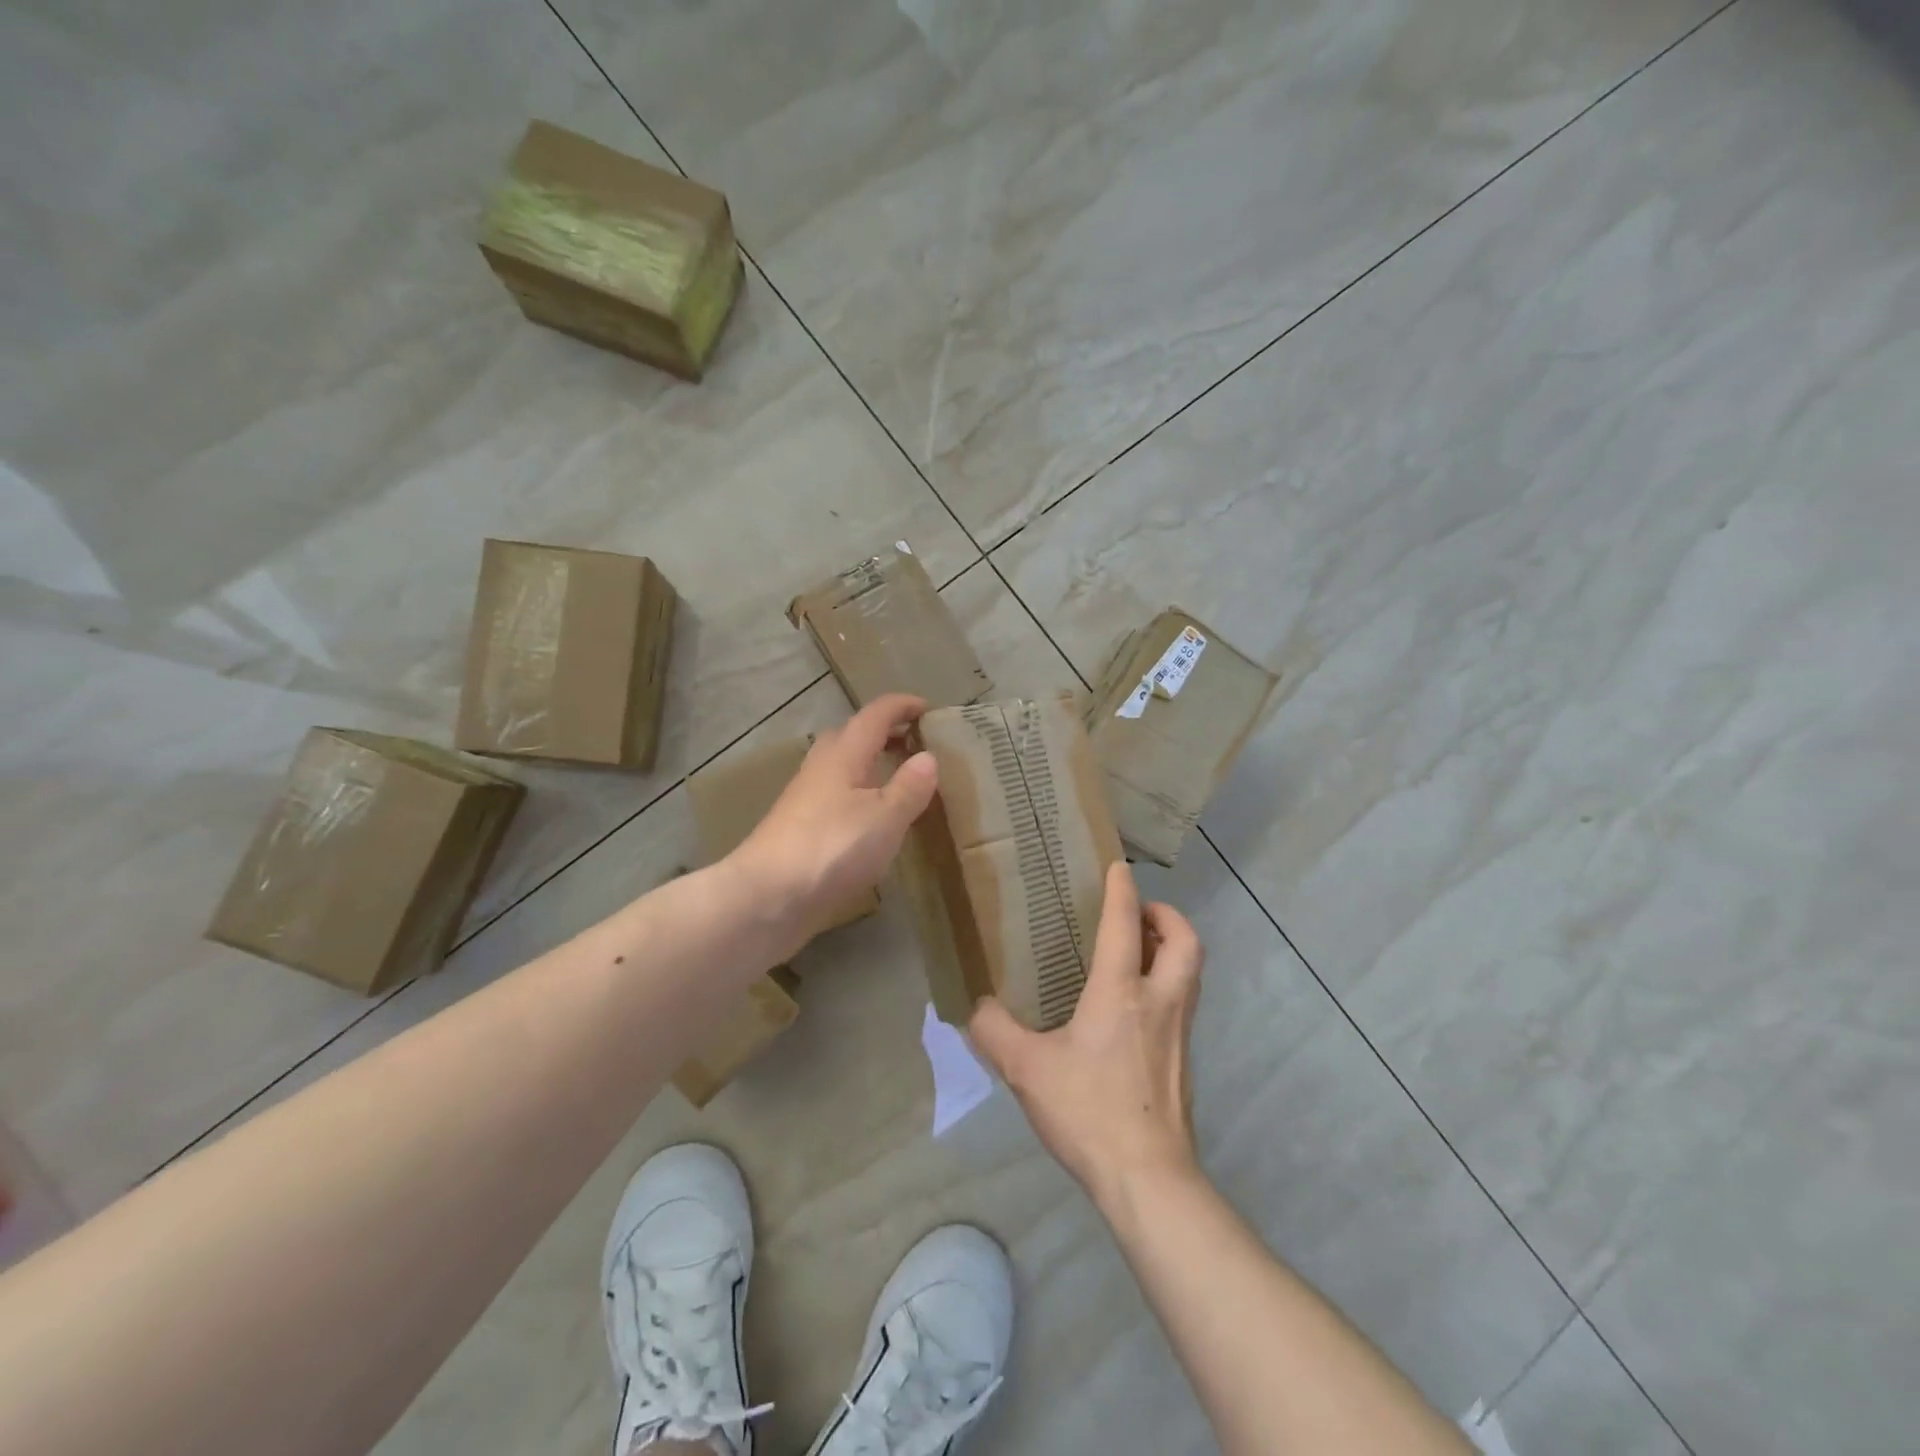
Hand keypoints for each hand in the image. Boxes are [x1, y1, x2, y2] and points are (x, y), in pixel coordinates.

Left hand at [729, 693, 937, 952]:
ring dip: (871, 764)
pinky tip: (872, 819)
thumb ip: (909, 787)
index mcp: (844, 754)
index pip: (875, 715)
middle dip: (885, 733)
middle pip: (853, 735)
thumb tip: (928, 756)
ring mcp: (806, 798)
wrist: (766, 897)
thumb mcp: (885, 817)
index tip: (928, 708)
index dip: (902, 706)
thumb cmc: (831, 848)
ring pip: (843, 766)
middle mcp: (822, 768)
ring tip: (900, 779)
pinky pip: (837, 795)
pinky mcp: (800, 828)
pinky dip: (860, 793)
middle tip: (916, 743)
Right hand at [970, 862, 1203, 1208]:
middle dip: (1167, 916)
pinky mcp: (1185, 1061)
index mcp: (1121, 992)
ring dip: (1172, 948)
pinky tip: (1136, 1008)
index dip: (1122, 890)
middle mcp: (1160, 1002)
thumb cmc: (1088, 1111)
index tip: (1118, 866)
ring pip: (1192, 972)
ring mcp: (1180, 1033)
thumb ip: (995, 1032)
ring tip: (1138, 950)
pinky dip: (1169, 985)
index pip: (1126, 925)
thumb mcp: (1027, 1070)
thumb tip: (973, 1006)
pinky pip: (1184, 1003)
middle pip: (1186, 942)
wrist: (1147, 1180)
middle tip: (1140, 913)